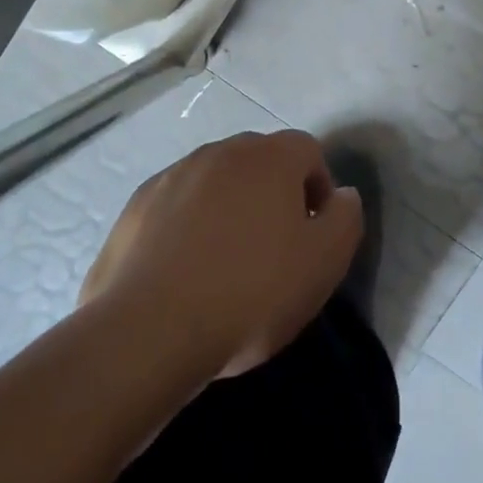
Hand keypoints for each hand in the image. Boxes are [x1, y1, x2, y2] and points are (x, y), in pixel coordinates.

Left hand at [81, 131, 362, 379]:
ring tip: (225, 262)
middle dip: (273, 194)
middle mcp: (221, 151)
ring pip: (215, 181)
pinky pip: (176, 205)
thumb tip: (342, 195)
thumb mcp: (324, 263)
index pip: (308, 151)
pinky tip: (183, 271)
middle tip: (273, 248)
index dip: (318, 189)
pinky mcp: (136, 205)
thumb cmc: (250, 293)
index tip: (313, 234)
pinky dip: (186, 225)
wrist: (148, 331)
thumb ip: (346, 218)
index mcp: (270, 157)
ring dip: (228, 207)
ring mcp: (173, 175)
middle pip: (260, 161)